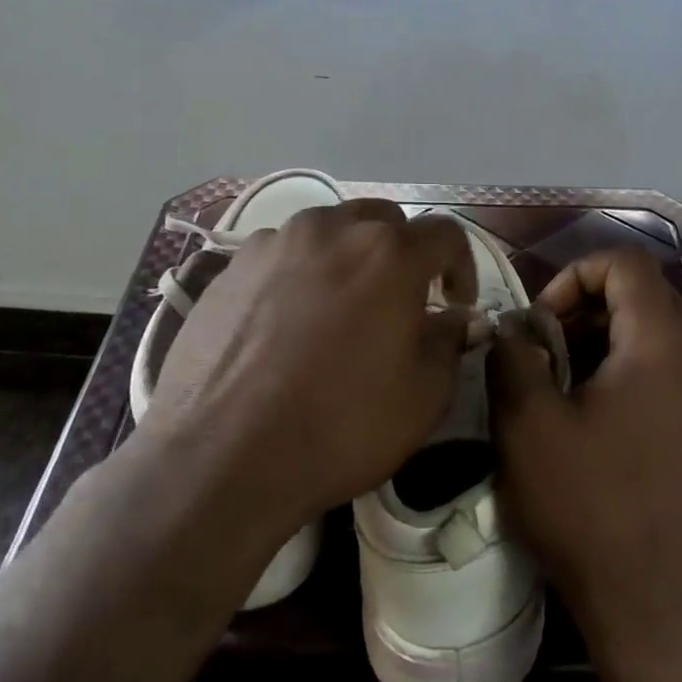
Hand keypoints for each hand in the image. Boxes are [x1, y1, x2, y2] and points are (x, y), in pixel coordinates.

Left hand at [127, 199, 477, 544]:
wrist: (220, 459)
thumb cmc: (339, 427)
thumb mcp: (423, 397)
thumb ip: (449, 341)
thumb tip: (454, 318)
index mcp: (388, 253)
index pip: (444, 233)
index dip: (461, 266)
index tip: (455, 304)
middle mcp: (331, 229)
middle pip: (383, 222)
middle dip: (402, 255)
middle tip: (399, 304)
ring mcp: (273, 243)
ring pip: (328, 233)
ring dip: (348, 260)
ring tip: (339, 311)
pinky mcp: (229, 267)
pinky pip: (281, 255)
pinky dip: (299, 275)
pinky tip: (287, 324)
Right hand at [488, 247, 681, 654]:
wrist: (656, 606)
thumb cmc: (587, 507)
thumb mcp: (528, 424)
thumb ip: (514, 355)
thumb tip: (515, 328)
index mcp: (664, 347)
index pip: (627, 264)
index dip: (575, 275)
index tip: (541, 322)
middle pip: (645, 299)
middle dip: (587, 311)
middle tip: (544, 354)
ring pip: (658, 338)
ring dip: (606, 344)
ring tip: (565, 389)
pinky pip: (672, 375)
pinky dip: (632, 374)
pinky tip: (599, 422)